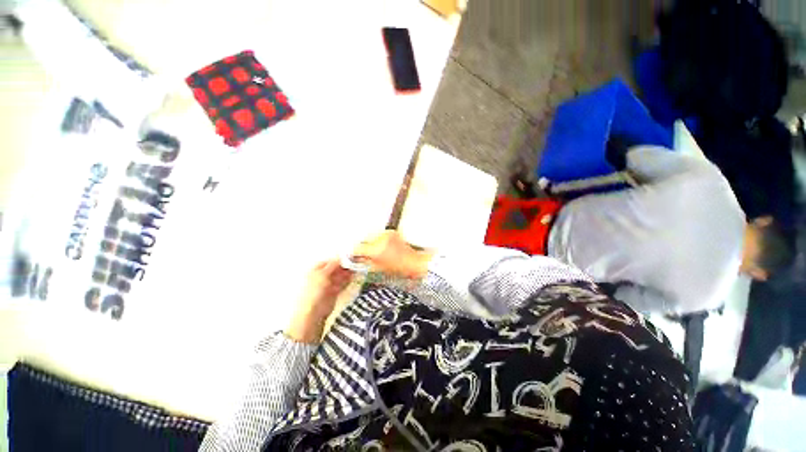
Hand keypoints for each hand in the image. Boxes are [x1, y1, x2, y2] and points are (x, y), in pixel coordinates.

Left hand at [286, 260, 352, 343]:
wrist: (312, 314)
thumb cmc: (314, 291)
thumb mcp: (323, 274)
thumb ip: (333, 264)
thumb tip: (342, 257)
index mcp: (316, 270)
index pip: (331, 261)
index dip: (341, 259)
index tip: (351, 257)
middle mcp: (322, 276)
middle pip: (337, 268)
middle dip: (346, 265)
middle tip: (357, 262)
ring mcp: (328, 285)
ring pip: (341, 275)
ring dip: (349, 272)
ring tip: (358, 267)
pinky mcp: (334, 292)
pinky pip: (342, 283)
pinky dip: (348, 280)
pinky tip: (354, 276)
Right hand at [352, 230, 432, 279]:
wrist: (413, 262)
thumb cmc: (399, 268)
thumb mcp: (377, 268)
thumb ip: (364, 261)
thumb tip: (356, 258)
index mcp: (376, 250)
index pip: (357, 248)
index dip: (353, 252)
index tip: (351, 254)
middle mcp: (380, 239)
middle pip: (363, 240)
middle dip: (362, 246)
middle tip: (363, 253)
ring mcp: (387, 234)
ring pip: (371, 236)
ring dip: (370, 242)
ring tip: (377, 250)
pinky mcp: (391, 232)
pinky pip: (380, 234)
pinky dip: (378, 239)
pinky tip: (383, 246)